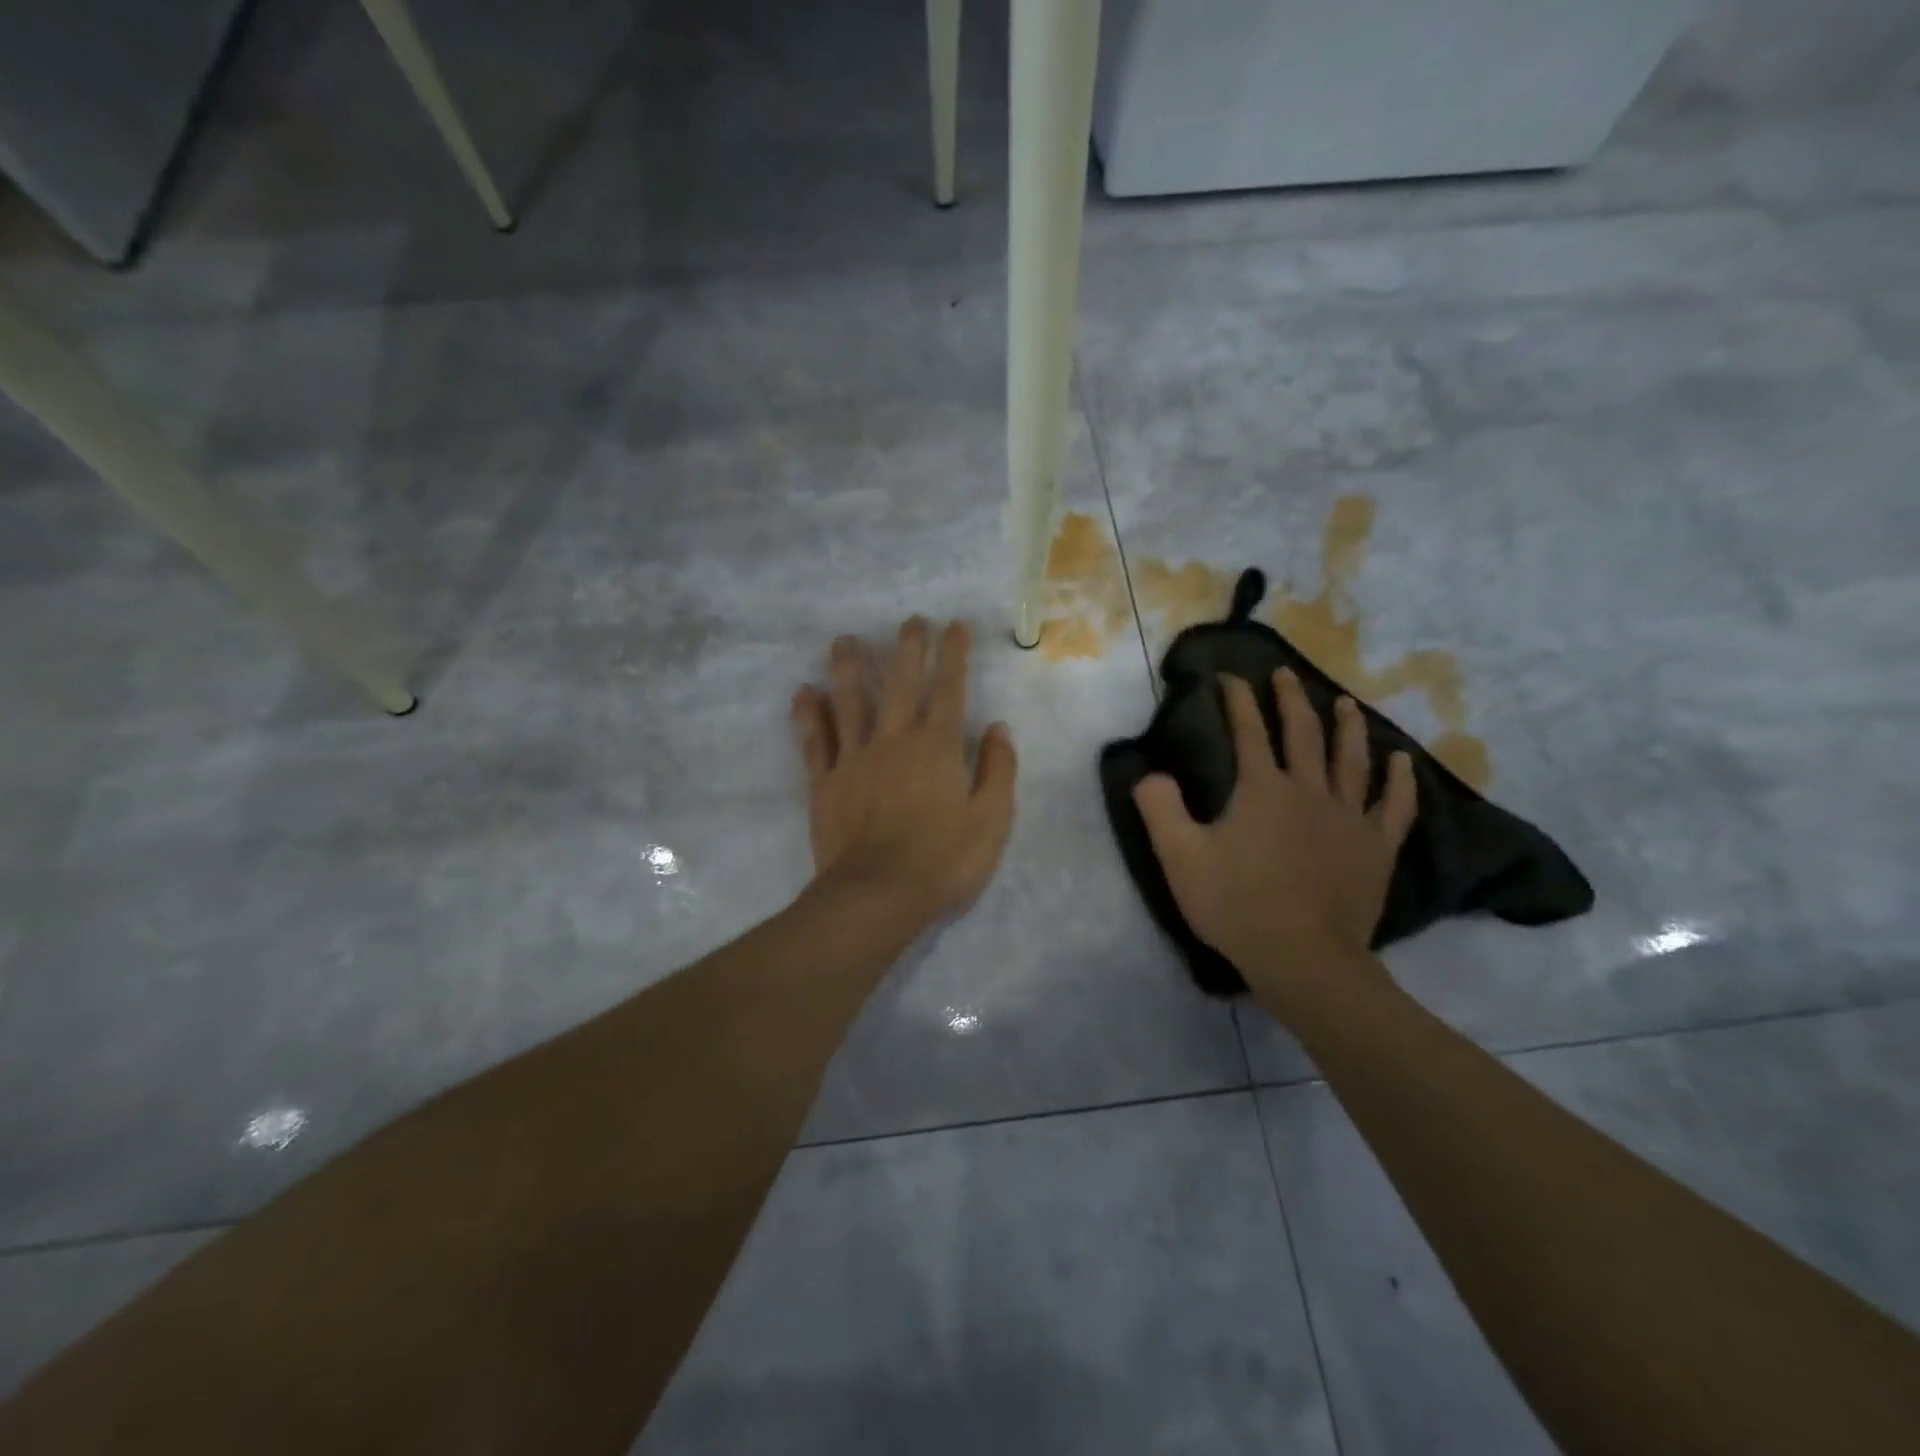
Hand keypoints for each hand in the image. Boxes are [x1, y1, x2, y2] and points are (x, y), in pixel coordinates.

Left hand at [791, 618, 1017, 927]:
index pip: (949, 689)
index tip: (954, 625)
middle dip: (907, 648)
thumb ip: (998, 770)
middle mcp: (894, 741)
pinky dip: (808, 715)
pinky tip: (802, 692)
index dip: (953, 655)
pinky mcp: (825, 783)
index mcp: (937, 747)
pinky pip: (815, 741)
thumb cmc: (943, 862)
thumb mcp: (992, 820)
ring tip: (844, 639)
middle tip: (909, 620)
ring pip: (849, 702)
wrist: (878, 896)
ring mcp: (854, 759)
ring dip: (848, 667)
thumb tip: (997, 727)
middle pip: (900, 684)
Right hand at [1133, 669, 1416, 998]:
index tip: (1230, 677)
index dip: (1238, 700)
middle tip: (1285, 674)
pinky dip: (1399, 781)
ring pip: (1352, 760)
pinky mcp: (1376, 848)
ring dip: (1347, 726)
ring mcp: (1349, 818)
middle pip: (1303, 734)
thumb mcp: (1180, 857)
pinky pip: (1394, 806)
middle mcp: (1309, 791)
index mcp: (1262, 789)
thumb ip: (1160, 808)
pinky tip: (1402, 762)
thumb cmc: (1236, 905)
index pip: (1249, 732)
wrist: (1302, 957)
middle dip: (1291, 699)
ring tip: (1345, 702)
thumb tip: (1149, 772)